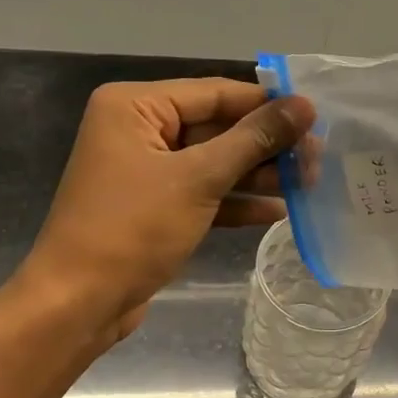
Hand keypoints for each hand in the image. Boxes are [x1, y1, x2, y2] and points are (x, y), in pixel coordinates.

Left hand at [14, 78, 313, 338]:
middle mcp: (138, 129)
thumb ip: (254, 139)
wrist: (78, 304)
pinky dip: (236, 201)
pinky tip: (277, 211)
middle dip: (267, 146)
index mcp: (135, 106)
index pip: (216, 93)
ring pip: (214, 162)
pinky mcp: (155, 206)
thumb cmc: (133, 229)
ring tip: (309, 183)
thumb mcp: (199, 178)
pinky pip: (204, 192)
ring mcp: (147, 170)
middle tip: (318, 158)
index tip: (317, 116)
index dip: (268, 105)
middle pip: (218, 127)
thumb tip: (305, 105)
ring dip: (258, 175)